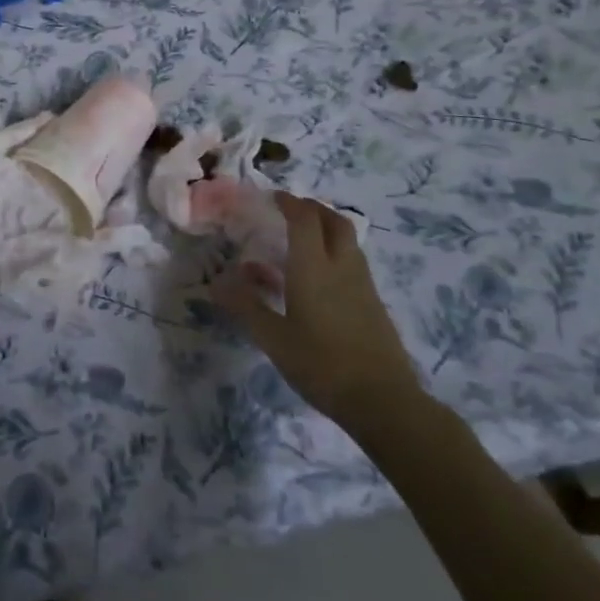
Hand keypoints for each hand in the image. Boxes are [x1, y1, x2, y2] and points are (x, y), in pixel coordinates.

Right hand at [213, 194, 424, 428]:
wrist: (383, 402)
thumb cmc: (322, 364)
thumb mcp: (273, 339)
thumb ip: (246, 307)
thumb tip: (216, 283)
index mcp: (314, 267)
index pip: (304, 219)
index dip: (289, 202)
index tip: (273, 198)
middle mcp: (342, 267)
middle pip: (334, 221)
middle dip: (313, 208)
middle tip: (292, 211)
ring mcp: (363, 285)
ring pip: (348, 241)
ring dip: (327, 229)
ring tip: (304, 241)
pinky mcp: (374, 304)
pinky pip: (354, 263)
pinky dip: (336, 254)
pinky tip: (321, 279)